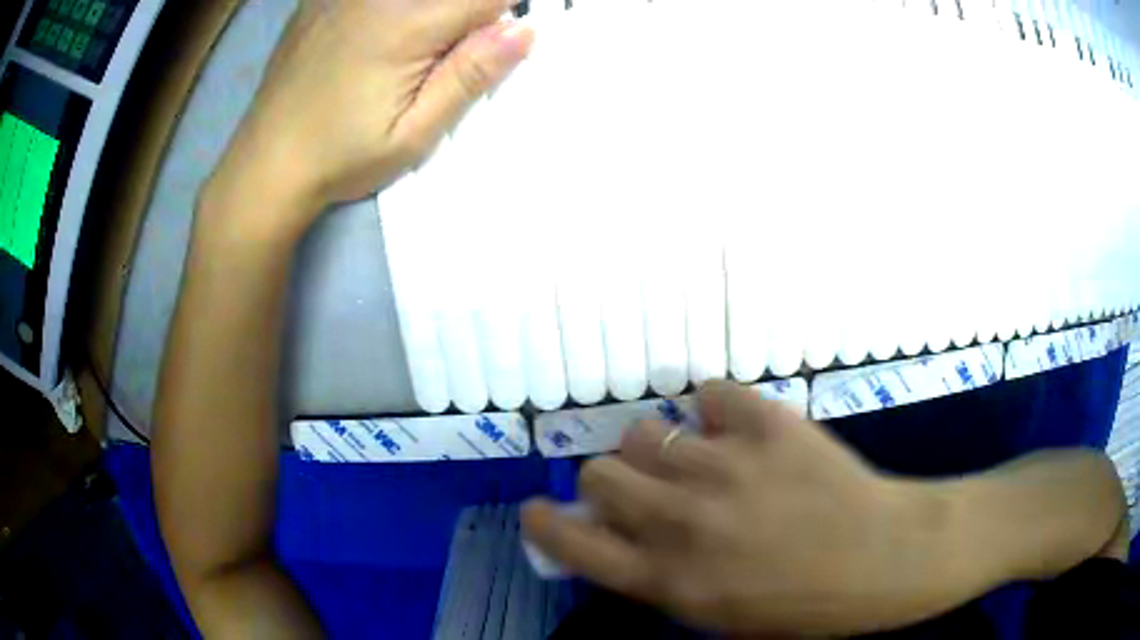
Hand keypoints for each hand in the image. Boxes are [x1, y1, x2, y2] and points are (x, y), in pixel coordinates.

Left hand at [206, 0, 531, 231]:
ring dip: (429, 13)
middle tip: (442, 59)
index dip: (502, 17)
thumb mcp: (414, 133)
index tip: (485, 48)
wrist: (264, 166)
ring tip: (409, 57)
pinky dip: (391, 10)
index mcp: (407, 25)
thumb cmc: (341, 158)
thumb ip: (469, 75)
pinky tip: (372, 38)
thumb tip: (524, 31)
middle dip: (464, 16)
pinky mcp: (318, 1)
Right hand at [522, 381, 964, 635]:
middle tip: (646, 487)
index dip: (544, 522)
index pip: (571, 541)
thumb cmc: (795, 601)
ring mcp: (723, 466)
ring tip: (694, 456)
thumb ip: (653, 571)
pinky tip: (736, 428)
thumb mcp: (710, 609)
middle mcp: (681, 521)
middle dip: (612, 480)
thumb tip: (612, 526)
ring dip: (659, 447)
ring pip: (644, 430)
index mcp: (666, 577)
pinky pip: (709, 392)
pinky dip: (714, 409)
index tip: (540, 511)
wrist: (878, 558)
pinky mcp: (765, 423)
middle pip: (600, 470)